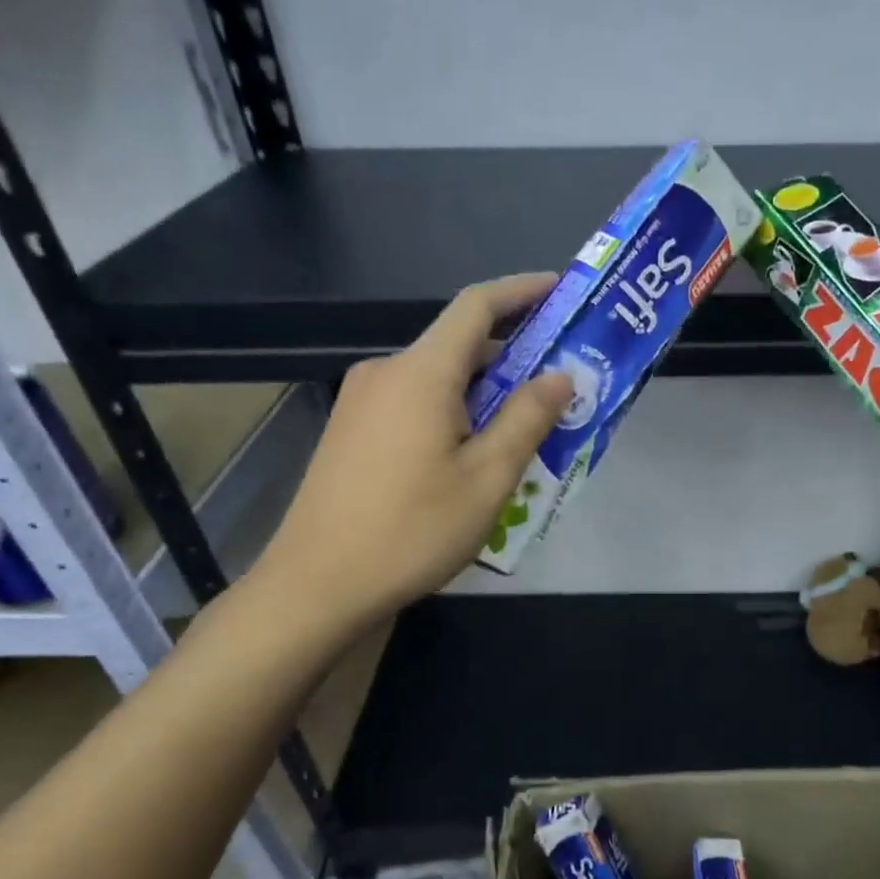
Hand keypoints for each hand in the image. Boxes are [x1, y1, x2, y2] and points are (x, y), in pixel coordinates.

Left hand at [252, 274, 571, 631]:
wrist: (317, 587)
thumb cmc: (412, 530)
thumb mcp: (488, 478)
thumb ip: (527, 418)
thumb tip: (560, 376)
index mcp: (421, 372)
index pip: (477, 306)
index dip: (522, 291)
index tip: (560, 290)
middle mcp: (386, 373)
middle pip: (460, 346)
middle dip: (514, 358)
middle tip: (562, 387)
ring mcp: (362, 404)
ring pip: (439, 381)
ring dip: (486, 394)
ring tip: (528, 432)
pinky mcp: (352, 433)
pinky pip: (416, 405)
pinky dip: (455, 414)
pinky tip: (476, 457)